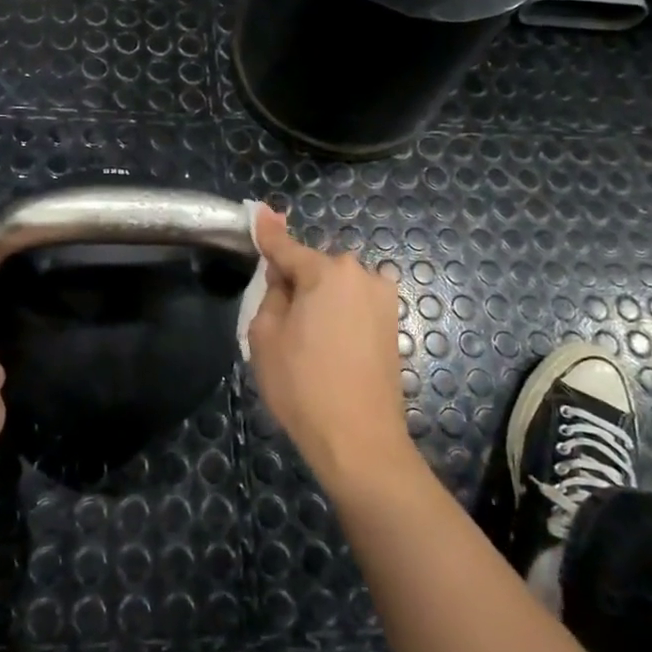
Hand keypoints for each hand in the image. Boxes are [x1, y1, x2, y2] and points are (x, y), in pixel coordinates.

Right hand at [247, 208, 415, 493]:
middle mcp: (361, 275)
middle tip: (278, 318)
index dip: (267, 233)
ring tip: (305, 340)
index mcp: (326, 272)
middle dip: (296, 280)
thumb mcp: (265, 336)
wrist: (359, 441)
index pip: (286, 247)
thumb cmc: (302, 385)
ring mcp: (383, 300)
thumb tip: (282, 273)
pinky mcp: (392, 324)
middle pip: (314, 267)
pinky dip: (338, 314)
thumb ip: (271, 293)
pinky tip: (328, 347)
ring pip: (336, 287)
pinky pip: (354, 305)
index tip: (258, 210)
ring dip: (319, 299)